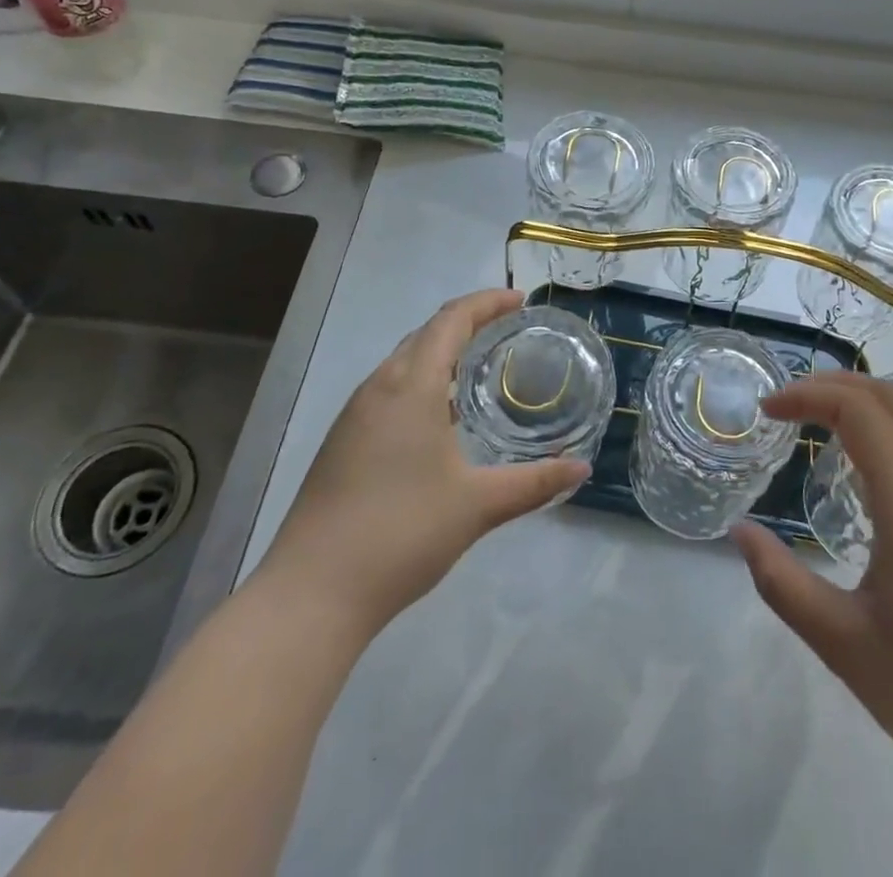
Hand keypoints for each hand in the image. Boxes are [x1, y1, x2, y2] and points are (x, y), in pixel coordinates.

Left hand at [258, 288, 589, 640]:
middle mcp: (379, 387)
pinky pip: (388, 390)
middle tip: (507, 330)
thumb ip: (534, 483)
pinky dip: (421, 382)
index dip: (487, 302)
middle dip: (466, 322)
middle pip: (425, 334)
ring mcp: (354, 415)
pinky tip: (439, 418)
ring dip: (441, 353)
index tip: (520, 301)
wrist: (312, 592)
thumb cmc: (402, 533)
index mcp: (411, 386)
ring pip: (403, 362)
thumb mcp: (478, 505)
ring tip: (479, 369)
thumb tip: (580, 468)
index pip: (451, 320)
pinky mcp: (342, 442)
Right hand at [731, 373, 892, 831]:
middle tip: (787, 405)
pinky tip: (873, 465)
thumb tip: (741, 532)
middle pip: (891, 398)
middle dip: (834, 385)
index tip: (767, 411)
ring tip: (823, 420)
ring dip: (868, 400)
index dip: (808, 396)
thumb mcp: (843, 645)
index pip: (859, 411)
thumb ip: (782, 583)